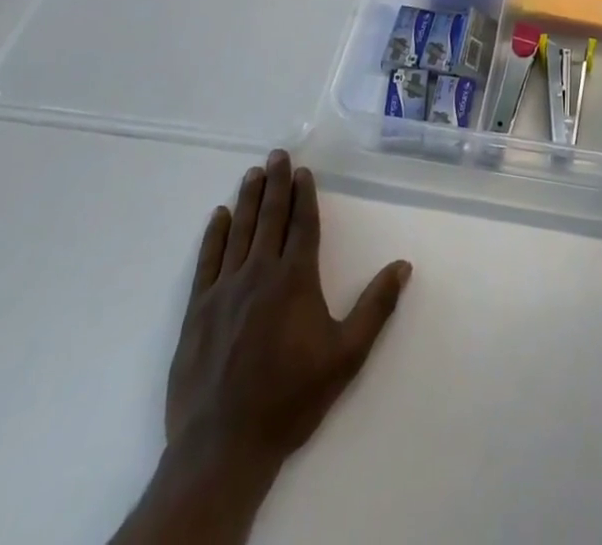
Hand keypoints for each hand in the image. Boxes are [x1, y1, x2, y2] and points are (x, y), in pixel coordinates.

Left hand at [167, 151, 412, 465]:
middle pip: (269, 218)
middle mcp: (259, 273)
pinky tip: (218, 216)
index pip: (302, 224)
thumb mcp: (346, 356)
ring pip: (239, 231)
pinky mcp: (197, 310)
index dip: (303, 195)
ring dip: (247, 199)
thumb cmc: (291, 398)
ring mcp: (224, 289)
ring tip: (252, 173)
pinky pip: (207, 260)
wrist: (223, 447)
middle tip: (277, 154)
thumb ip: (376, 307)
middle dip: (275, 184)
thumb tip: (403, 265)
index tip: (302, 171)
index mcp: (295, 279)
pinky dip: (214, 235)